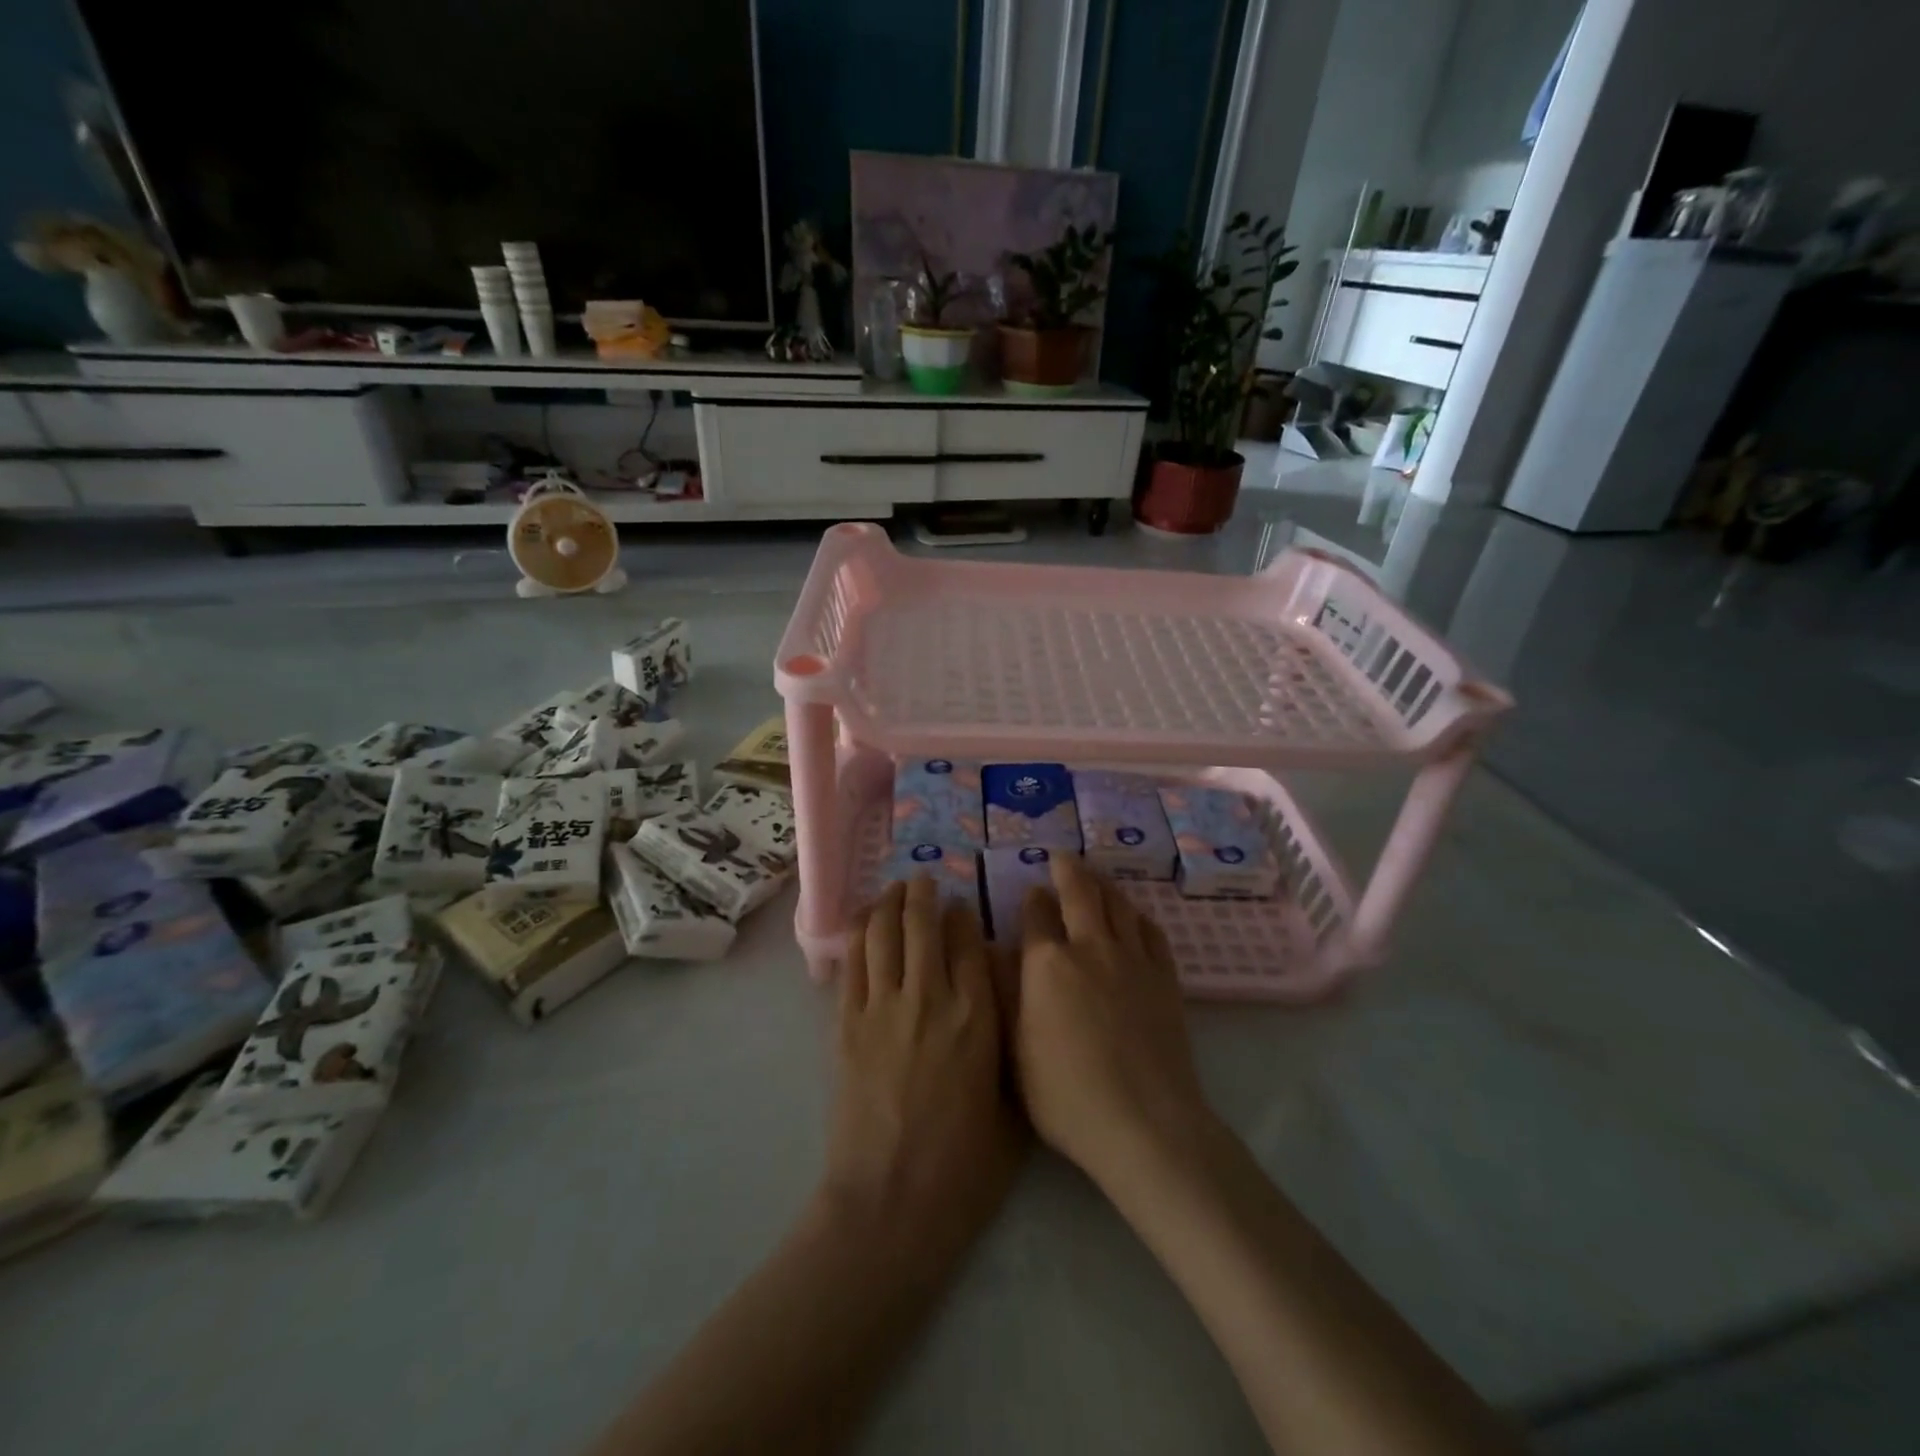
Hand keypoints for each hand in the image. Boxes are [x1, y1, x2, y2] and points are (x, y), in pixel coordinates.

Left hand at [824, 877, 1023, 1243]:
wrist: (891, 1204)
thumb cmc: (965, 1168)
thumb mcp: (1014, 1107)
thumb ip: (1011, 1048)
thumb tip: (1003, 1006)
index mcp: (978, 1016)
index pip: (969, 942)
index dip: (964, 916)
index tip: (962, 906)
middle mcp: (931, 997)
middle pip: (923, 925)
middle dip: (925, 895)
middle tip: (925, 880)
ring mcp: (883, 1007)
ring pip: (884, 933)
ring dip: (890, 903)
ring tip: (895, 888)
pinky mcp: (847, 1024)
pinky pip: (854, 963)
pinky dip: (859, 933)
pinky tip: (865, 920)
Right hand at [1015, 856, 1212, 1188]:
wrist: (1144, 1122)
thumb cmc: (1065, 1095)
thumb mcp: (1014, 1050)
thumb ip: (1004, 994)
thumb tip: (995, 951)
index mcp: (1047, 964)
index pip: (1036, 915)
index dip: (1032, 900)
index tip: (1032, 892)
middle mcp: (1090, 947)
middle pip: (1080, 893)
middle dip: (1067, 870)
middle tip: (1061, 856)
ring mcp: (1132, 959)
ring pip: (1118, 904)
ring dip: (1103, 884)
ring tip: (1095, 875)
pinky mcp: (1164, 977)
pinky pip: (1151, 930)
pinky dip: (1137, 914)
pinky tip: (1133, 915)